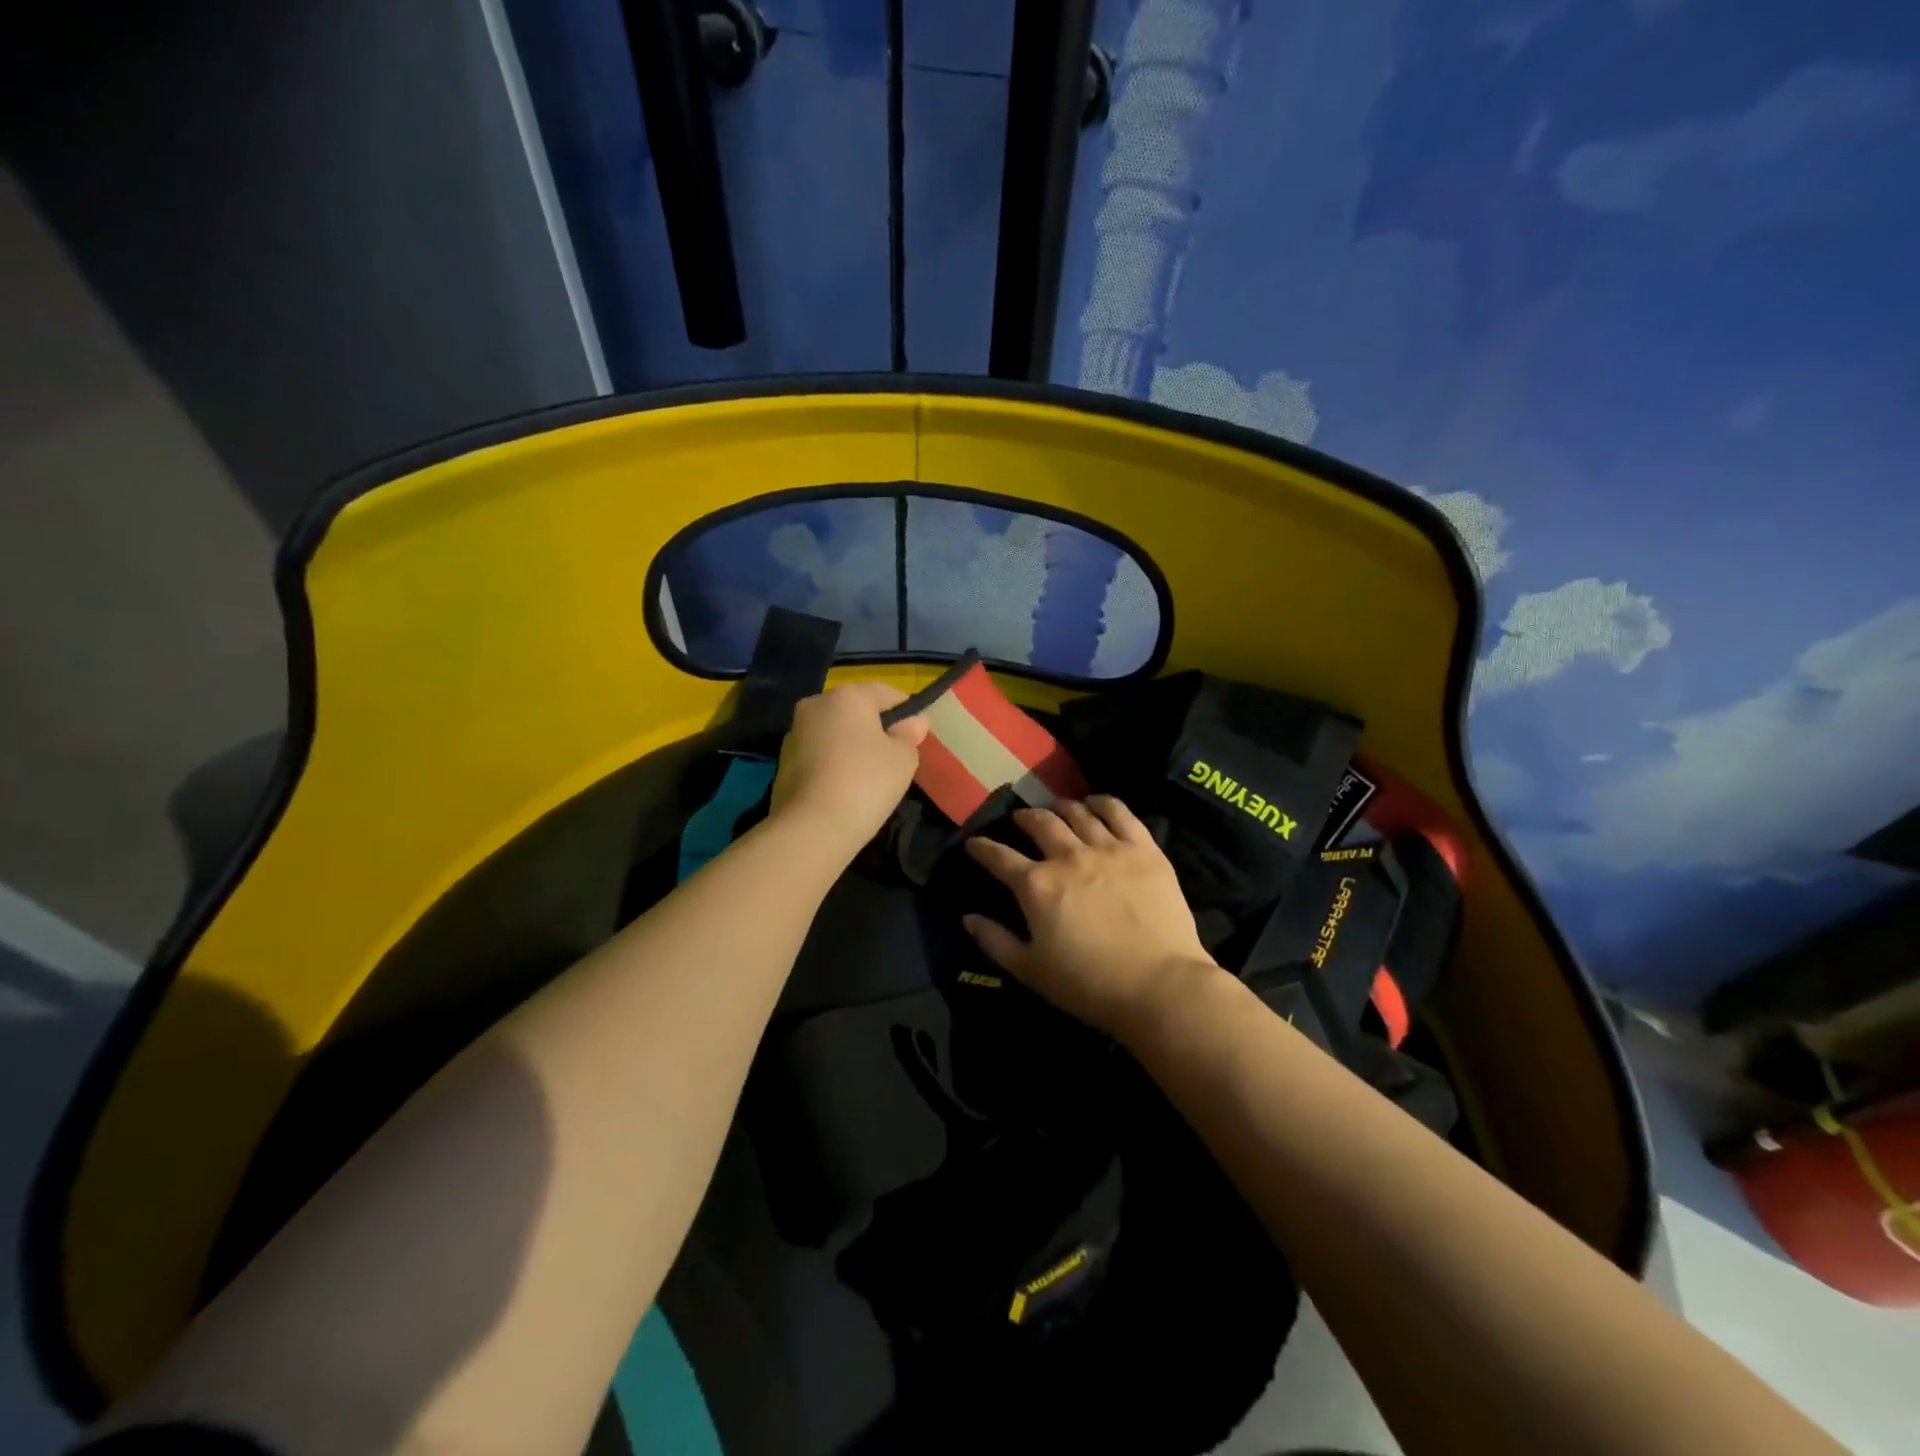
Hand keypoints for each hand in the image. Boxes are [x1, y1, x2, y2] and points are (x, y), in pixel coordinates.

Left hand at [770, 681, 928, 855]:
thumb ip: (909, 735)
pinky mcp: (783, 761)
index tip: (917, 735)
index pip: (887, 693)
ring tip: (869, 776)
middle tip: (894, 757)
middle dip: (875, 728)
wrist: (811, 826)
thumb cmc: (866, 782)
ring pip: (834, 732)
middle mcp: (816, 704)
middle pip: (856, 710)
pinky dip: (833, 763)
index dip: (907, 711)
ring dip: (851, 745)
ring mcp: (795, 733)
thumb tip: (914, 721)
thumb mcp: (903, 758)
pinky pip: (819, 753)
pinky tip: (845, 787)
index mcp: (848, 695)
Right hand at [962, 797, 1224, 1041]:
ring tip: (1058, 809)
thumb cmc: (1090, 985)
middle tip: (1021, 819)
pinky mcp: (1144, 849)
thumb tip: (967, 918)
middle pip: (1040, 823)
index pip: (999, 857)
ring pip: (1078, 813)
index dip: (982, 848)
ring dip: (1062, 808)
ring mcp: (1109, 848)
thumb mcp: (1031, 971)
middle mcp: (1068, 856)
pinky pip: (1120, 812)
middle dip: (1025, 818)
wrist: (1160, 986)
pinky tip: (1096, 803)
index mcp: (1037, 885)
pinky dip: (1103, 802)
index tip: (974, 843)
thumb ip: (995, 941)